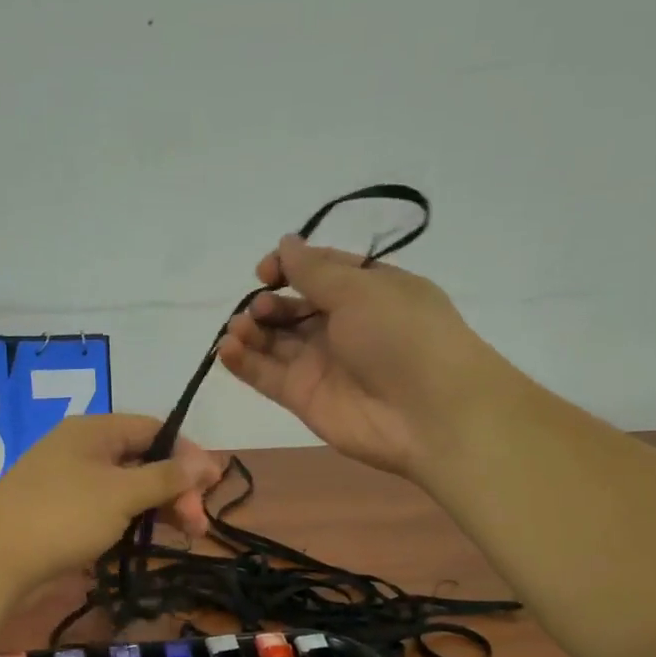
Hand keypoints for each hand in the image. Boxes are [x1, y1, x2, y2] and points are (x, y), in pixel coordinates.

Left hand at [0, 414, 224, 591]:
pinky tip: (148, 541)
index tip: (213, 485)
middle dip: (176, 489)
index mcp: (94, 430)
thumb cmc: (63, 516)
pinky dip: (131, 521)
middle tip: (199, 525)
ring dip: (158, 508)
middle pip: (143, 460)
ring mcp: (69, 482)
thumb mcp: (122, 493)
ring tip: (185, 536)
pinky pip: (107, 509)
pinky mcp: (61, 513)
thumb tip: (208, 460)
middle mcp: (82, 449)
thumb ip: (167, 477)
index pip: (154, 429)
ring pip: (127, 488)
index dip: (188, 454)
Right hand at [218, 236, 493, 480]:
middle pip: (293, 308)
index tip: (266, 271)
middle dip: (269, 304)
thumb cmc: (402, 336)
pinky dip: (244, 363)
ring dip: (251, 331)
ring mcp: (322, 364)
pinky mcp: (304, 398)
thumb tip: (285, 243)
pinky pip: (267, 376)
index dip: (289, 267)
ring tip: (239, 330)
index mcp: (367, 291)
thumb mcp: (361, 289)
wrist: (428, 413)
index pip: (319, 272)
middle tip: (261, 309)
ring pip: (275, 343)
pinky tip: (227, 350)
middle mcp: (343, 326)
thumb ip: (315, 271)